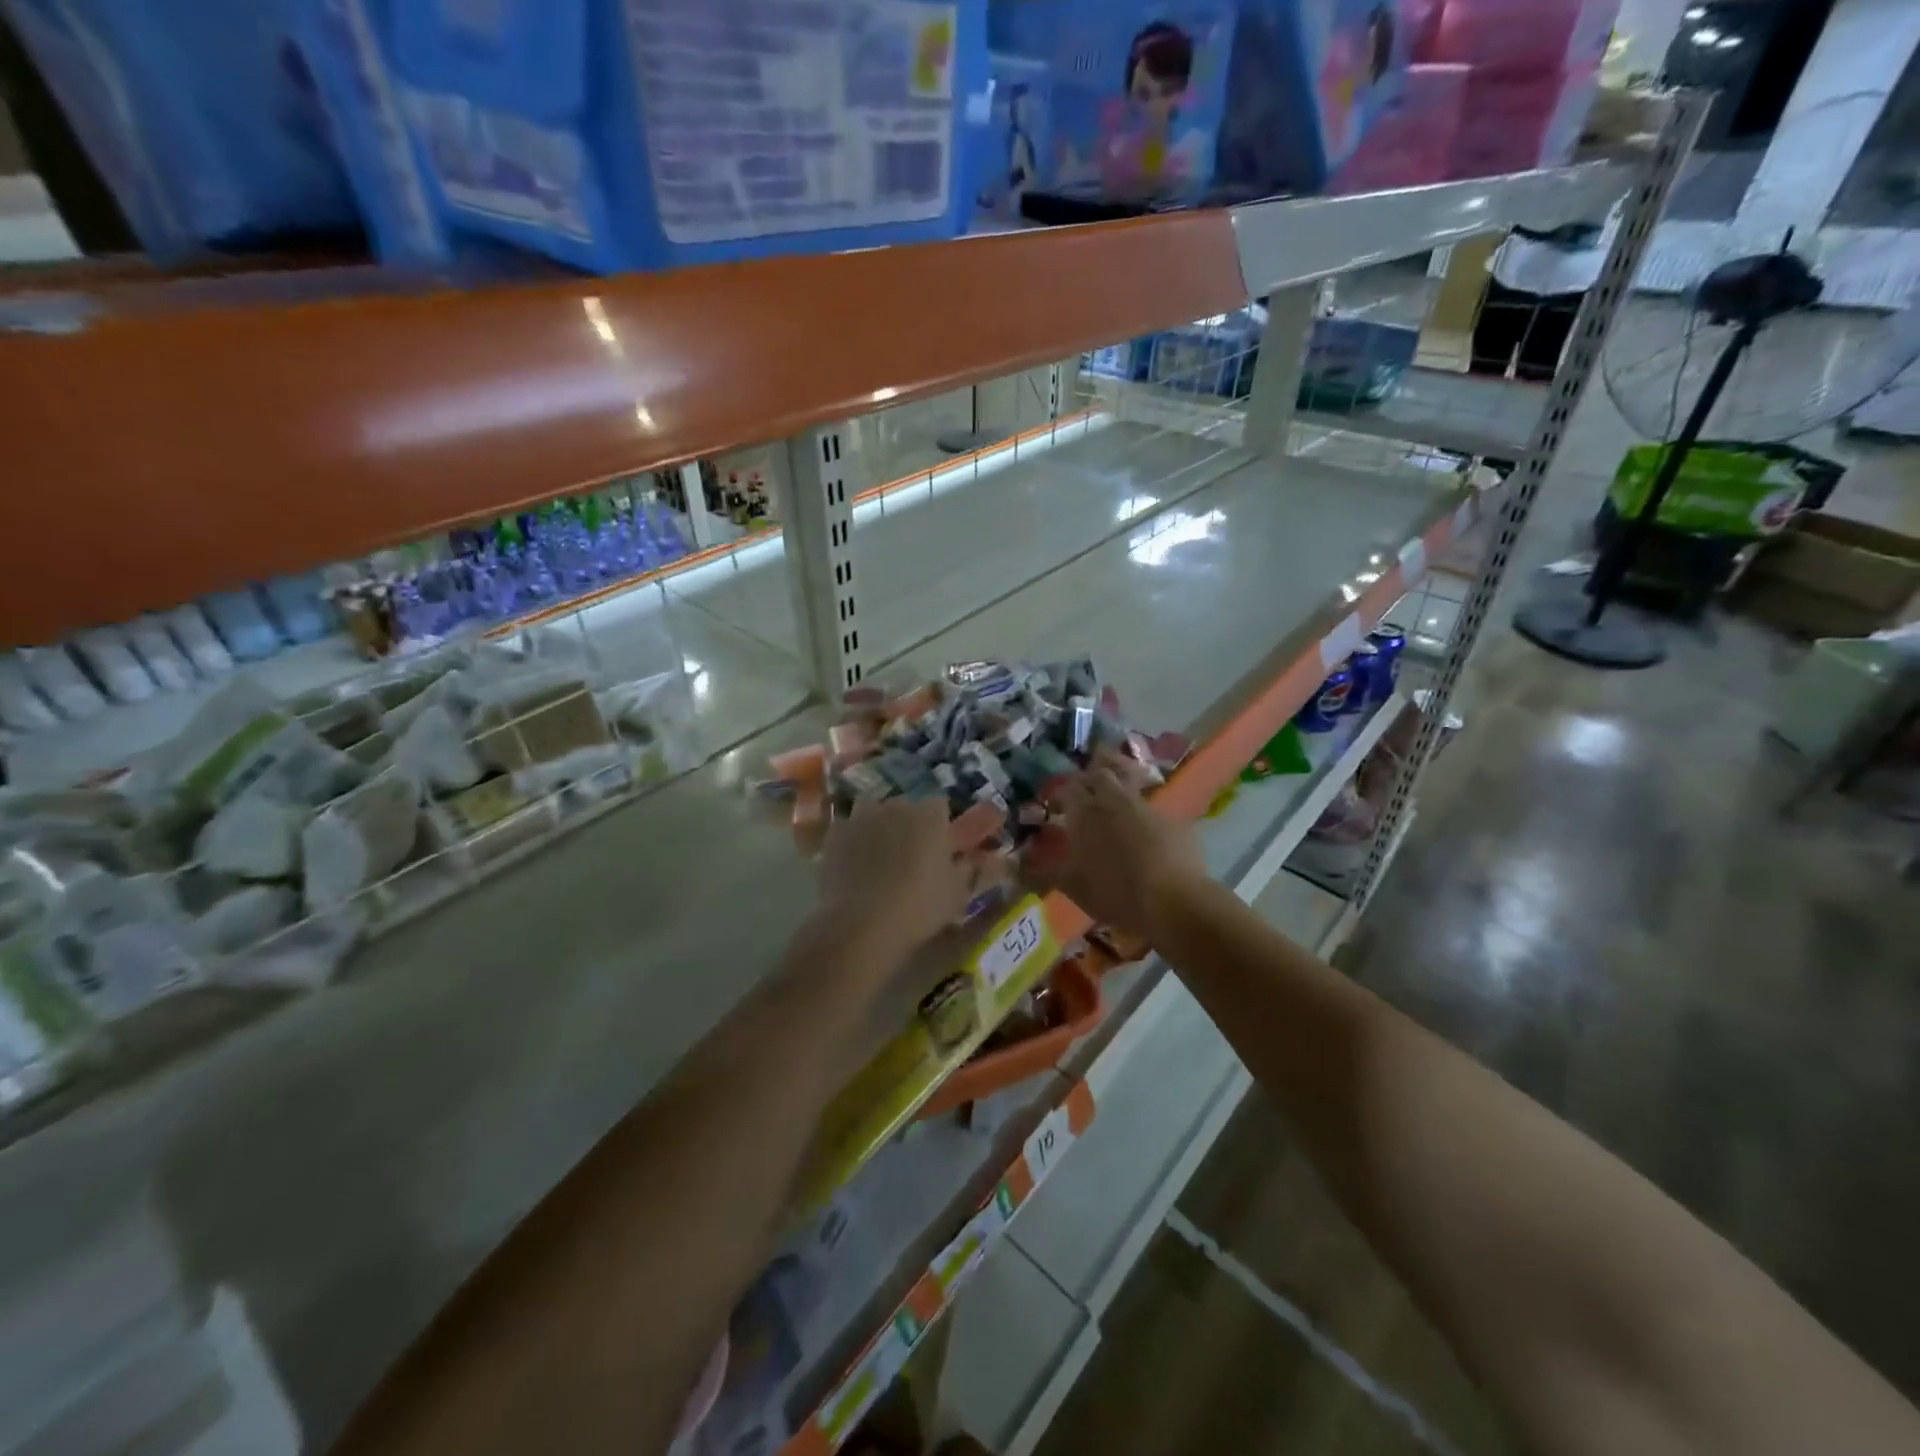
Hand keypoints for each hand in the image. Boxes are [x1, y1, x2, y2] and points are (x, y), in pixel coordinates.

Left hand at [816, 798, 976, 959]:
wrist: (861, 924)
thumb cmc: (920, 907)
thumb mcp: (958, 893)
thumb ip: (976, 869)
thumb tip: (996, 859)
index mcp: (930, 814)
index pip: (941, 807)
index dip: (942, 827)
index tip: (942, 849)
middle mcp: (896, 804)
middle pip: (908, 808)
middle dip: (911, 826)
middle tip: (913, 859)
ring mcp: (862, 816)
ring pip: (876, 815)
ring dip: (881, 830)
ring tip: (881, 862)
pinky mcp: (835, 833)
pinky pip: (851, 831)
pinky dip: (855, 843)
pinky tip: (856, 869)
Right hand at [1026, 769, 1206, 941]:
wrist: (1173, 901)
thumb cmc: (1114, 892)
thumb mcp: (1071, 886)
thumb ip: (1040, 873)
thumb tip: (1010, 866)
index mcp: (1085, 812)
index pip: (1067, 787)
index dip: (1060, 793)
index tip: (1055, 806)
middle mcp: (1115, 800)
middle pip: (1101, 773)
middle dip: (1090, 778)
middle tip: (1085, 796)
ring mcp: (1148, 807)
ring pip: (1131, 784)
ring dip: (1120, 792)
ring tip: (1115, 811)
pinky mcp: (1175, 821)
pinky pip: (1155, 812)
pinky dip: (1146, 819)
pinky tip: (1148, 838)